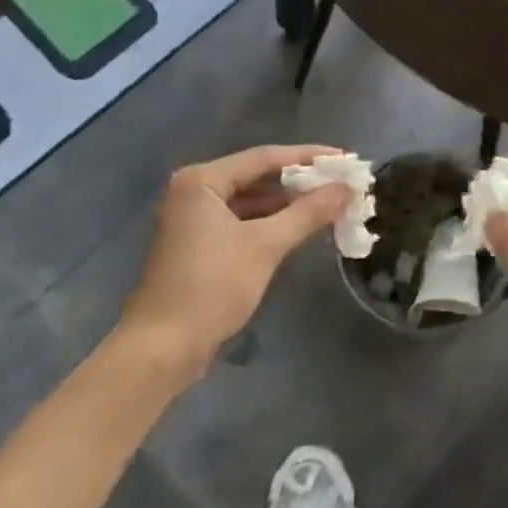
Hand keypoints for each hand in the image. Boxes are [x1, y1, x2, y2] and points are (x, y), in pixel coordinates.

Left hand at [120, 144, 350, 375]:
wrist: (160, 350)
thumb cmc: (211, 287)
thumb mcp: (265, 246)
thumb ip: (307, 213)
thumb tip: (346, 189)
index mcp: (202, 181)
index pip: (265, 157)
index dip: (308, 157)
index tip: (344, 159)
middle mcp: (194, 191)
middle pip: (257, 177)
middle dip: (300, 182)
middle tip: (340, 183)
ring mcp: (193, 219)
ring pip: (250, 201)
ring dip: (287, 204)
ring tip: (328, 204)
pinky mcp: (198, 245)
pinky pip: (241, 222)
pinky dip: (269, 223)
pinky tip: (299, 228)